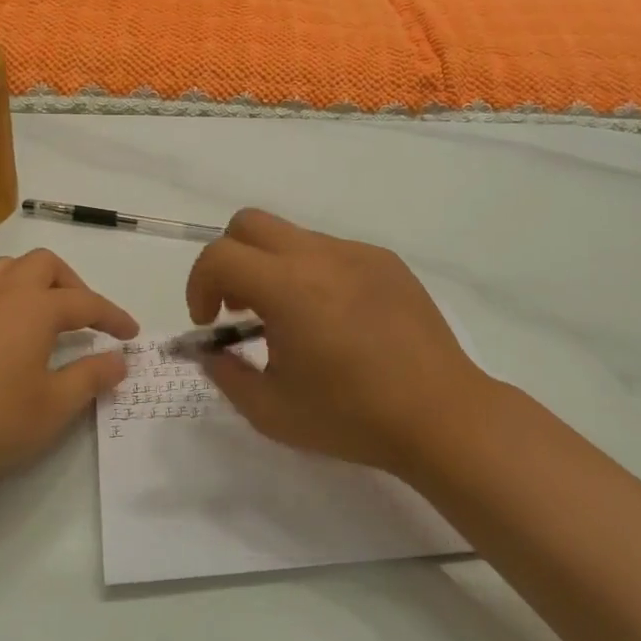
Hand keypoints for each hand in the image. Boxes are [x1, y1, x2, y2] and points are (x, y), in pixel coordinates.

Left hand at [0, 249, 137, 497]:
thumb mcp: (51, 408)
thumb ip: (90, 378)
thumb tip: (119, 360)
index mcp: (34, 308)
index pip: (86, 303)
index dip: (113, 316)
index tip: (131, 334)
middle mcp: (2, 293)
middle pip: (45, 265)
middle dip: (74, 285)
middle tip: (86, 320)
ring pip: (9, 269)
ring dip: (37, 283)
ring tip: (46, 318)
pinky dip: (8, 297)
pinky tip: (6, 335)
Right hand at [185, 210, 500, 475]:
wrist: (441, 415)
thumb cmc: (351, 417)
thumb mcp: (270, 411)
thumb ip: (226, 375)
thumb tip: (211, 352)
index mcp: (287, 287)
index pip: (218, 256)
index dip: (198, 286)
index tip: (208, 324)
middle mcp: (320, 255)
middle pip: (249, 223)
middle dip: (229, 260)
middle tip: (240, 309)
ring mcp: (357, 253)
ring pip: (292, 236)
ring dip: (272, 268)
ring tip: (292, 321)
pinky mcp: (386, 262)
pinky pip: (332, 252)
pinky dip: (313, 274)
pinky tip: (336, 320)